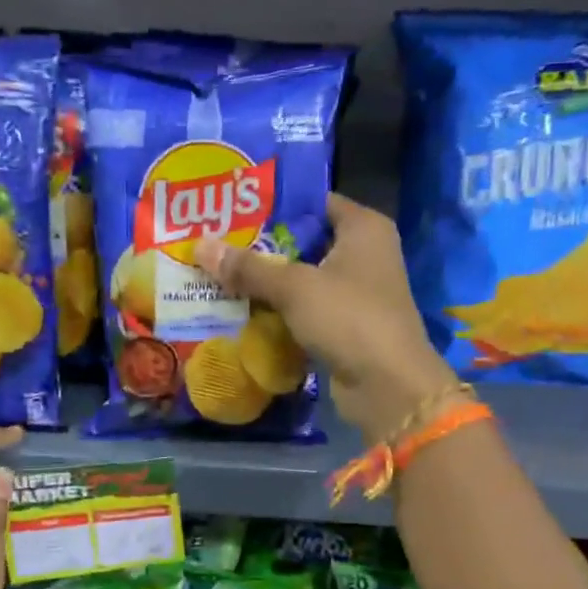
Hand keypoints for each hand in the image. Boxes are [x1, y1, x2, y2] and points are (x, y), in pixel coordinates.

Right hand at [196, 193, 456, 443]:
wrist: (387, 386)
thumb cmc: (348, 318)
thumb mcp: (294, 287)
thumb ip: (248, 267)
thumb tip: (199, 245)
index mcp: (363, 228)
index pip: (314, 202)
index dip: (275, 205)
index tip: (232, 209)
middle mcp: (364, 253)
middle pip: (305, 241)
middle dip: (262, 247)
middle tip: (216, 243)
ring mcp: (356, 292)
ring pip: (302, 278)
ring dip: (267, 282)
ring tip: (219, 274)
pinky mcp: (346, 325)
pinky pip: (305, 309)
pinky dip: (279, 310)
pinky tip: (242, 310)